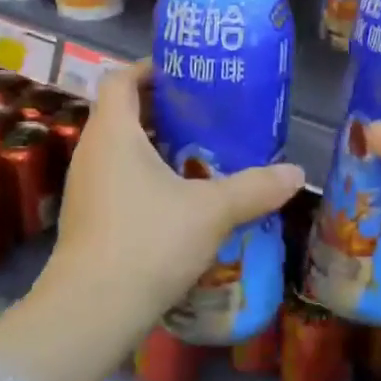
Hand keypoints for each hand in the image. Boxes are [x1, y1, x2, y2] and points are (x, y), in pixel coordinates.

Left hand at [45, 62, 304, 321]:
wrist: (91, 311)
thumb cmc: (148, 242)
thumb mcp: (212, 211)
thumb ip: (254, 187)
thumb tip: (296, 173)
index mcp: (113, 133)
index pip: (121, 80)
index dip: (149, 69)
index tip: (185, 73)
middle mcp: (91, 152)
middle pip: (121, 112)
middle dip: (161, 108)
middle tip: (205, 113)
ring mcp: (84, 187)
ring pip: (119, 149)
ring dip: (154, 144)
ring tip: (198, 152)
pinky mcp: (87, 218)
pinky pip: (116, 179)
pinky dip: (144, 175)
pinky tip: (179, 198)